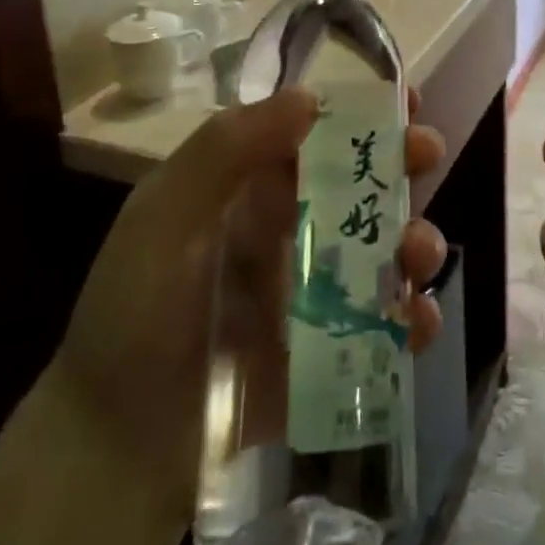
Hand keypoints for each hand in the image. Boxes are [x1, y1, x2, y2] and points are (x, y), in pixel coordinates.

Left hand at [0, 87, 446, 544]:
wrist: (118, 449)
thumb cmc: (133, 315)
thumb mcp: (164, 220)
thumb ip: (224, 152)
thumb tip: (308, 96)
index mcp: (254, 188)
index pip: (318, 132)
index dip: (363, 111)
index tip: (406, 99)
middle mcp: (293, 228)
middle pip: (364, 182)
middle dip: (404, 162)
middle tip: (427, 155)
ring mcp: (318, 289)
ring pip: (386, 248)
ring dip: (416, 239)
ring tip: (417, 255)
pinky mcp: (334, 348)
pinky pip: (387, 323)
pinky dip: (414, 317)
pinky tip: (417, 322)